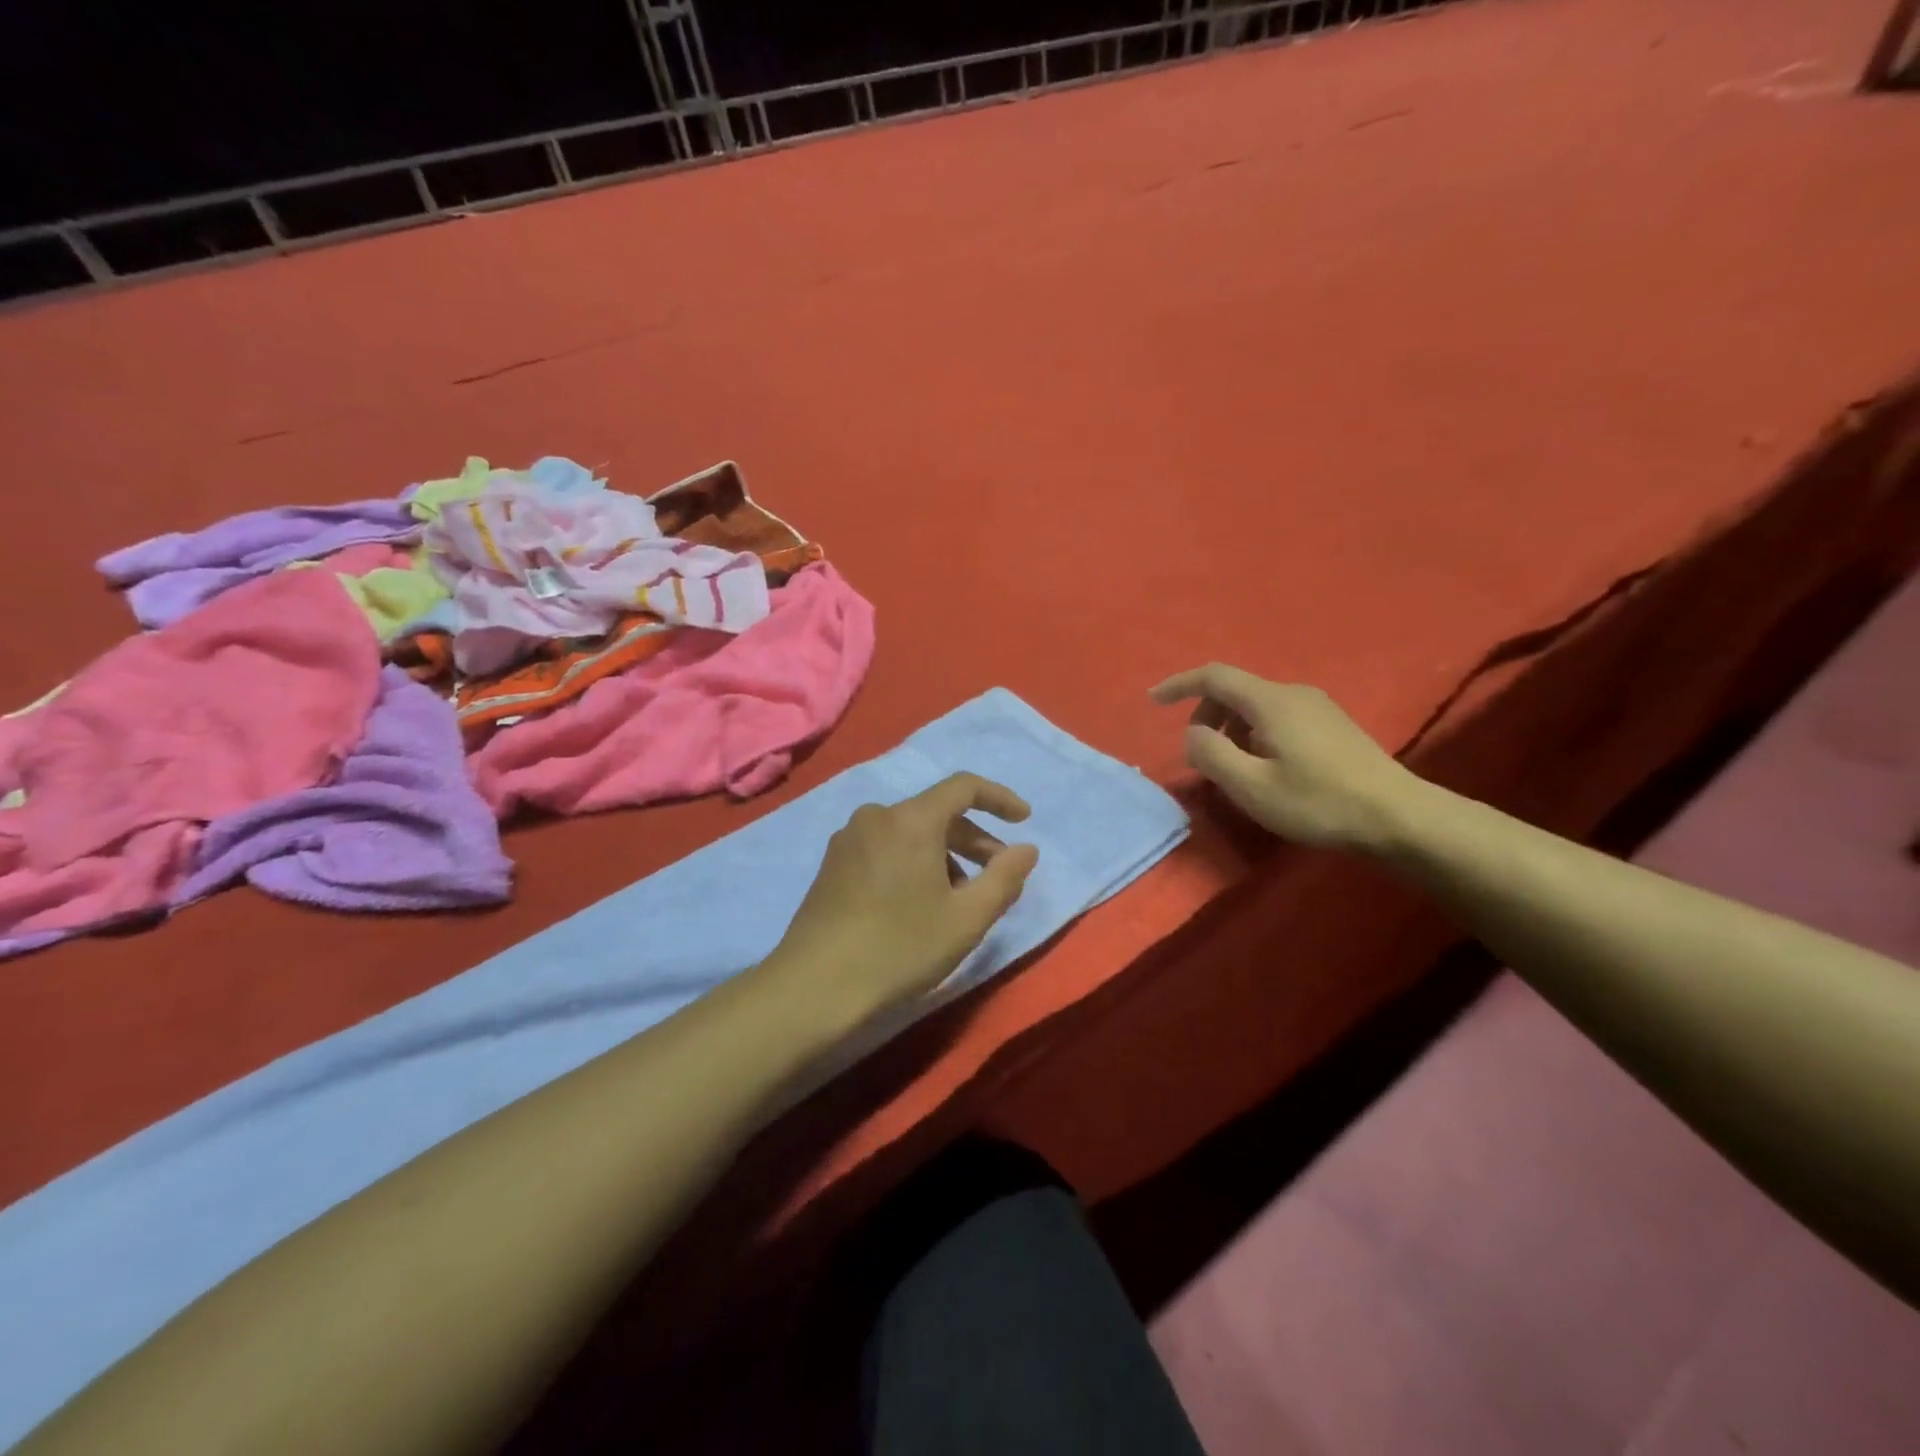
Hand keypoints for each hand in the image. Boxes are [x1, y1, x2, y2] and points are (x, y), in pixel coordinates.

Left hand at [767, 774, 1040, 1028]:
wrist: (815, 985)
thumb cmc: (900, 947)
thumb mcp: (966, 919)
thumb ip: (1004, 878)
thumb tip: (1026, 849)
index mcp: (911, 820)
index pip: (964, 787)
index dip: (999, 798)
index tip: (1024, 820)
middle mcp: (877, 816)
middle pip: (936, 812)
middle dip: (974, 839)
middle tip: (998, 874)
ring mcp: (849, 838)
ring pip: (910, 832)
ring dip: (944, 854)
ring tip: (958, 897)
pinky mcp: (832, 863)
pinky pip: (885, 847)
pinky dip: (912, 861)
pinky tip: (918, 902)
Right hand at [1151, 663, 1423, 851]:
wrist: (1399, 817)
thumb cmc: (1318, 803)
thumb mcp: (1251, 786)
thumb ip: (1211, 754)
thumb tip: (1193, 733)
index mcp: (1271, 701)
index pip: (1213, 676)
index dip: (1179, 685)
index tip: (1154, 702)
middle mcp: (1293, 693)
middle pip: (1235, 690)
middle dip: (1206, 715)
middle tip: (1200, 755)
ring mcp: (1318, 706)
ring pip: (1256, 706)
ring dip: (1231, 729)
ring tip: (1233, 769)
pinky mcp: (1332, 724)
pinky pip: (1277, 717)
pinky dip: (1254, 733)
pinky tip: (1266, 768)